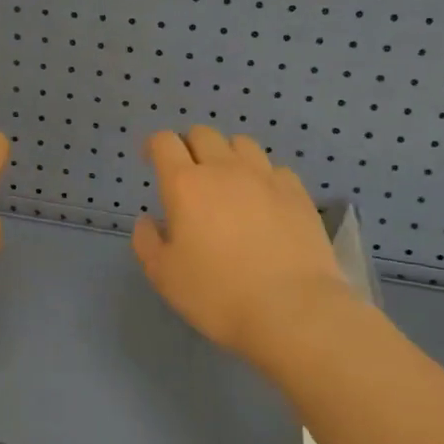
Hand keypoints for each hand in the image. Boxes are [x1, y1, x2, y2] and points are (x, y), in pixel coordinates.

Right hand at [132, 126, 352, 363]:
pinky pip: (274, 168)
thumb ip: (147, 241)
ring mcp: (265, 177)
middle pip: (203, 134)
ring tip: (227, 182)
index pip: (164, 142)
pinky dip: (262, 176)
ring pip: (241, 143)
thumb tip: (148, 220)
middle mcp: (224, 169)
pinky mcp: (297, 192)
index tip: (151, 161)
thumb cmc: (217, 294)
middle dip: (189, 146)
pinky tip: (263, 200)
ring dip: (227, 155)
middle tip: (188, 175)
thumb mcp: (164, 276)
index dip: (154, 146)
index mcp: (185, 184)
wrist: (292, 310)